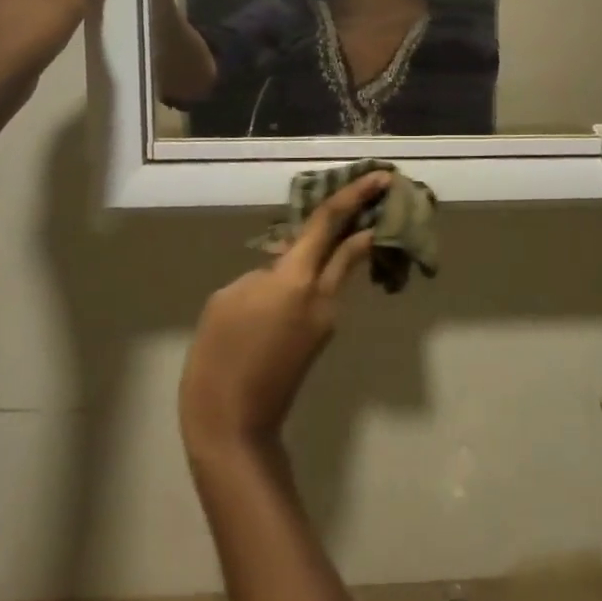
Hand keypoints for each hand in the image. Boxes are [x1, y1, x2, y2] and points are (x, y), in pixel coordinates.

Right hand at [180, 172, 391, 464]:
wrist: (235, 425)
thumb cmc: (220, 356)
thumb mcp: (228, 298)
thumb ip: (261, 274)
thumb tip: (280, 271)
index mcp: (296, 279)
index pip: (330, 224)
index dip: (355, 196)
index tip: (380, 175)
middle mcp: (322, 294)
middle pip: (353, 246)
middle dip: (368, 216)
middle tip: (380, 191)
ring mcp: (327, 318)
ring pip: (341, 270)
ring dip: (344, 244)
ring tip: (333, 223)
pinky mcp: (320, 337)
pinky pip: (326, 291)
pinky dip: (322, 271)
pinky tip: (298, 270)